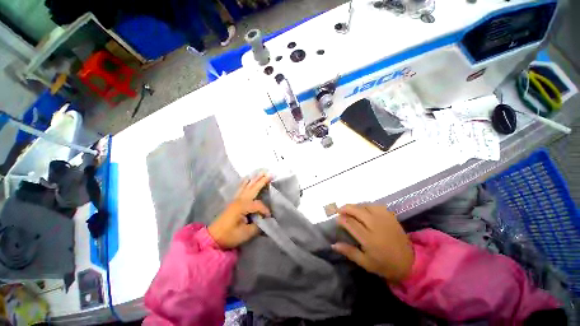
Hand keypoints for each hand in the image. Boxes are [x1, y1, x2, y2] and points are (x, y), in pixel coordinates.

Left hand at [208, 173, 271, 248]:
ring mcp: (236, 199)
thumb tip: (265, 220)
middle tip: (270, 174)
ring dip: (255, 179)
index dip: (265, 210)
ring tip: (261, 172)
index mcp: (243, 207)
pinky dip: (245, 182)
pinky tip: (247, 178)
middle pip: (253, 188)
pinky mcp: (234, 201)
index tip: (268, 218)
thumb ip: (257, 226)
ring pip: (247, 186)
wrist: (213, 237)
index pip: (258, 205)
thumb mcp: (245, 233)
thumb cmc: (229, 236)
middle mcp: (240, 200)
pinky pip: (240, 188)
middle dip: (262, 181)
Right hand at [332, 205, 413, 282]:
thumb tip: (333, 245)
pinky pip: (376, 206)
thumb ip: (349, 252)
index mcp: (368, 239)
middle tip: (339, 210)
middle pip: (357, 211)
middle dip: (345, 208)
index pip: (350, 223)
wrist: (410, 263)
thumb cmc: (385, 265)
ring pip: (366, 206)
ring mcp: (384, 219)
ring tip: (350, 209)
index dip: (341, 219)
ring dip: (355, 206)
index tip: (336, 219)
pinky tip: (364, 208)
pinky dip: (367, 205)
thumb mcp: (365, 263)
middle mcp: (375, 226)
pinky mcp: (391, 217)